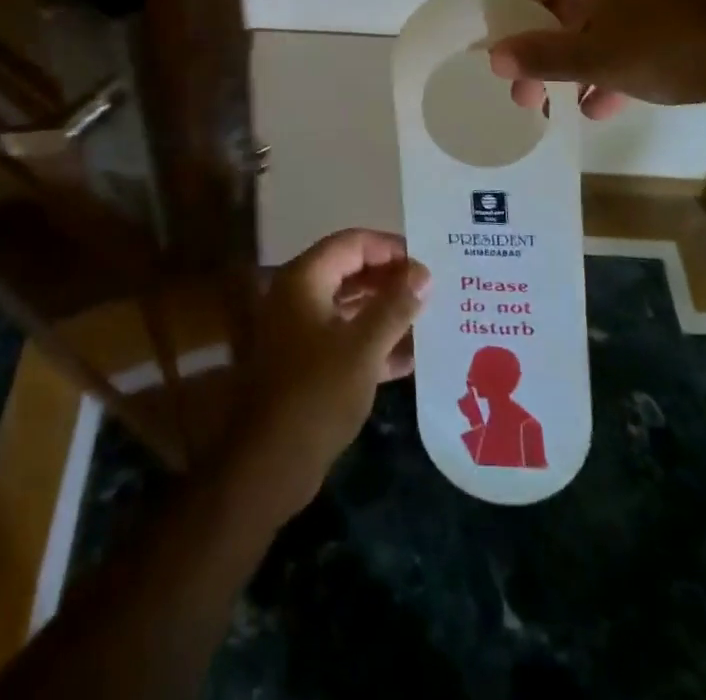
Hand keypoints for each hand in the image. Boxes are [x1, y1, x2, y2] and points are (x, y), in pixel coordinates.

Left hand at [223, 230, 427, 523]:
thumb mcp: (364, 347)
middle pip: (351, 271)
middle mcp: (299, 295)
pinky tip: (412, 357)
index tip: (428, 262)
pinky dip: (375, 343)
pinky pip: (346, 338)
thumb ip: (395, 306)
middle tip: (434, 289)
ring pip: (350, 306)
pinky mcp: (308, 362)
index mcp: (305, 279)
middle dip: (391, 280)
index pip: (352, 243)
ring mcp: (302, 330)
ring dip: (387, 312)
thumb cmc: (317, 393)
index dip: (390, 248)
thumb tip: (423, 273)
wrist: (271, 462)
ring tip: (430, 317)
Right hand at [488, 0, 705, 116]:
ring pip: (585, 18)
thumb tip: (494, 57)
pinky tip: (600, 104)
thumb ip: (539, 56)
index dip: (506, 24)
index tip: (503, 63)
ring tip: (559, 106)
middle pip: (552, 3)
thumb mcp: (594, 57)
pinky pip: (618, 24)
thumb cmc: (664, 44)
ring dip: (570, 61)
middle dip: (538, 51)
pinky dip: (605, 58)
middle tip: (529, 94)